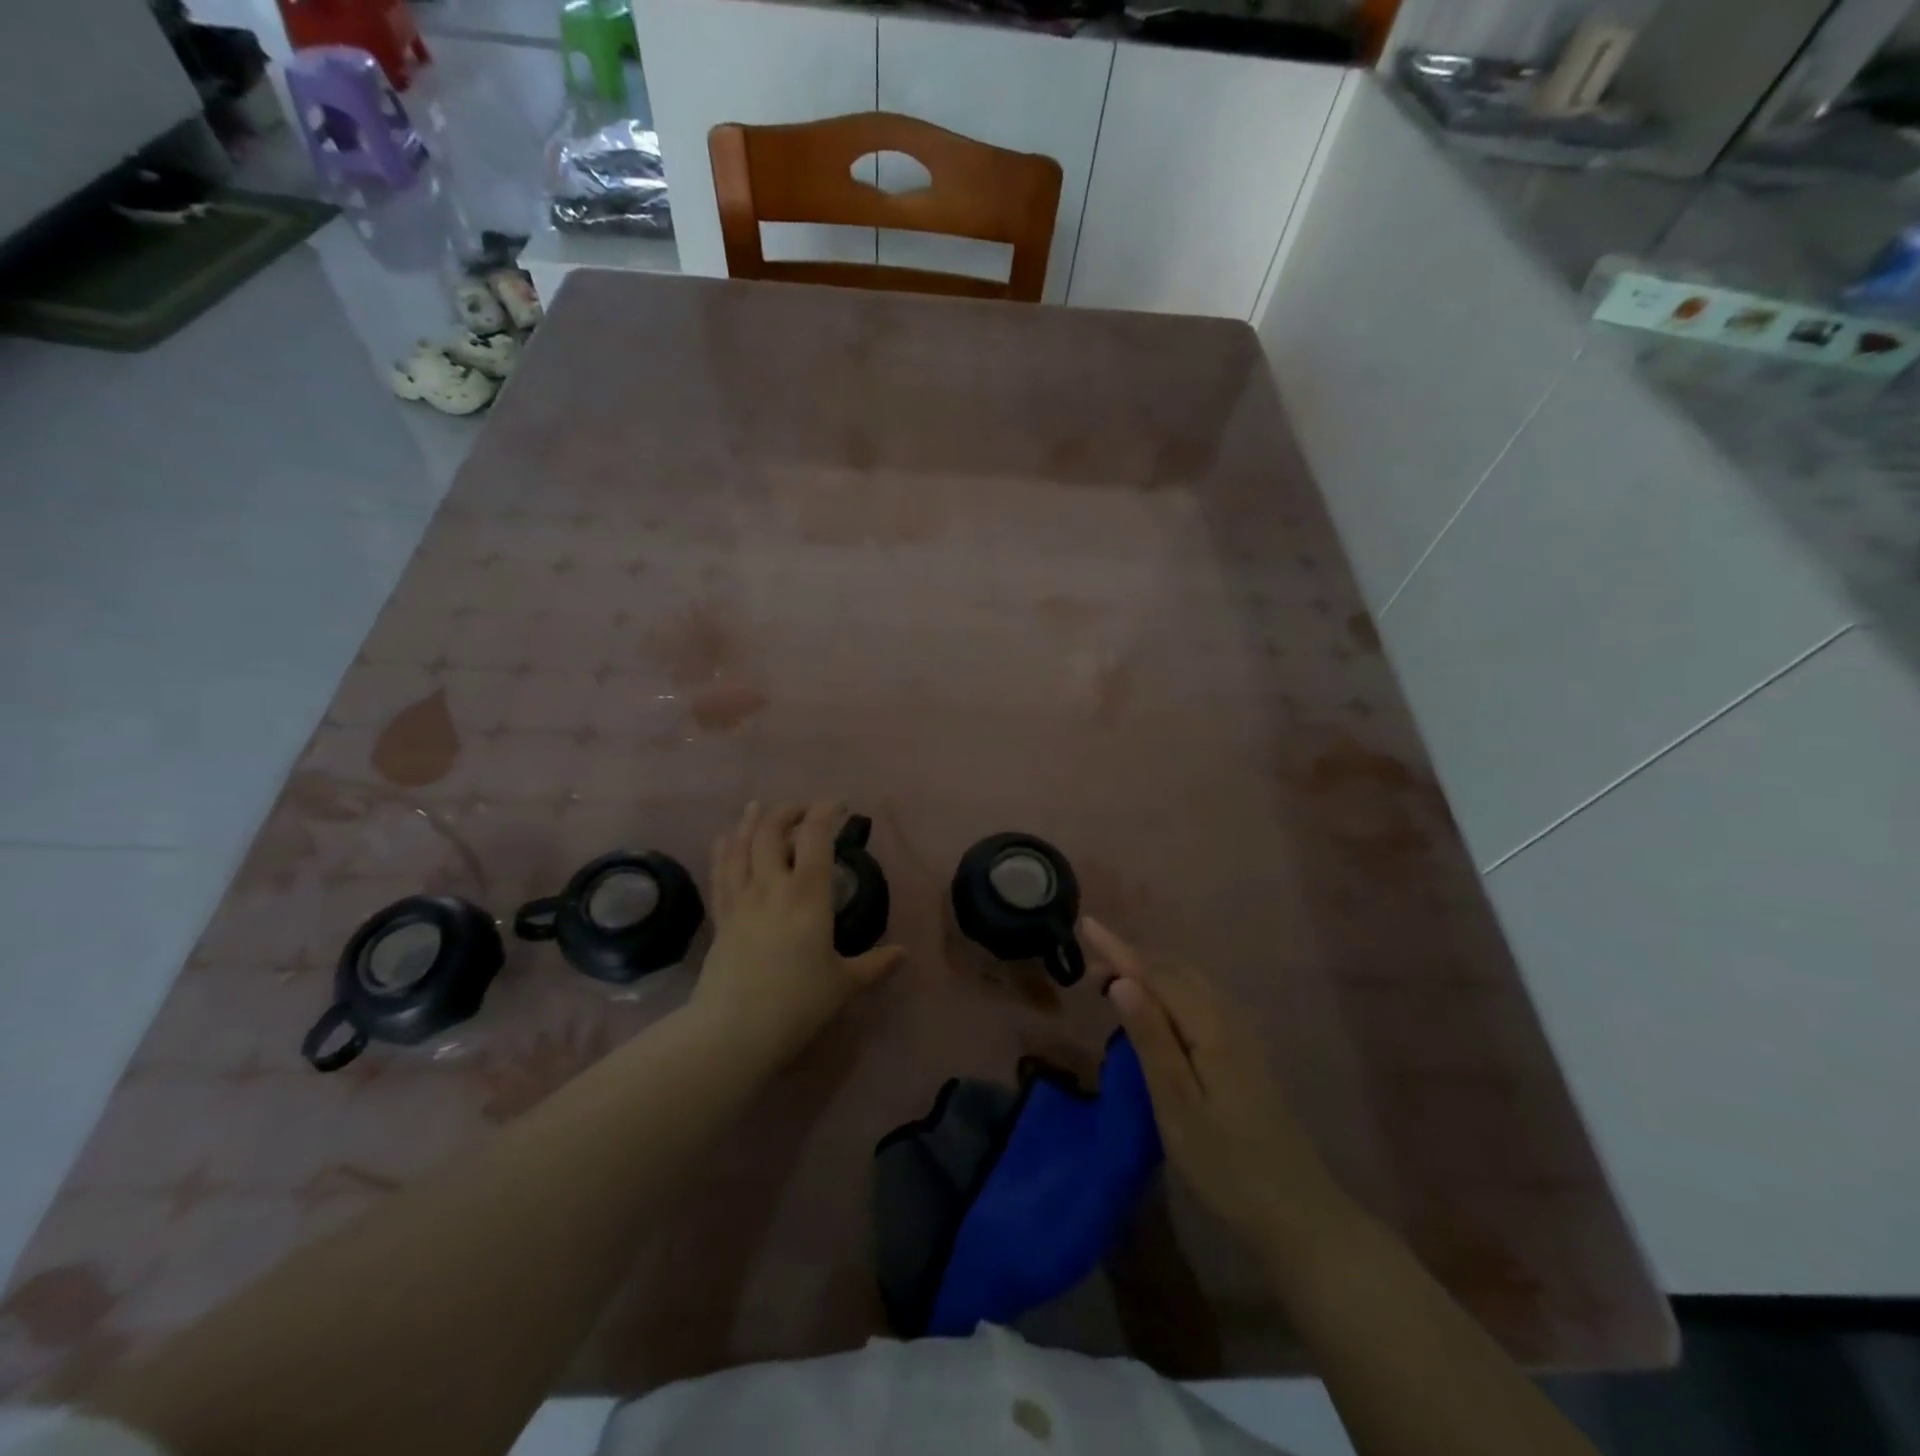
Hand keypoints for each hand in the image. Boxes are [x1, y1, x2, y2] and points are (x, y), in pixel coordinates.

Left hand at [690, 801, 905, 1065]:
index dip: (825, 812)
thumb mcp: (844, 985)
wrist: (734, 1031)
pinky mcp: (721, 917)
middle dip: (788, 812)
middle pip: (771, 832)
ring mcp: (741, 900)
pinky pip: (719, 872)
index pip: (815, 838)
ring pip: (740, 845)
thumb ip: (875, 965)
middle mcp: (771, 887)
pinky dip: (723, 849)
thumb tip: (903, 954)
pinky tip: (724, 838)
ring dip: (751, 821)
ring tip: (758, 807)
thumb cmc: (797, 1004)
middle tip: (803, 810)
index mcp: (807, 896)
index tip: (838, 806)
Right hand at [1084, 917, 1351, 1260]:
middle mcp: (1230, 1019)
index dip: (1119, 949)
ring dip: (1151, 973)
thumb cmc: (1228, 1166)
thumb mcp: (1177, 1105)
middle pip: (1175, 970)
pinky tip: (1159, 1011)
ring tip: (1116, 984)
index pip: (1156, 973)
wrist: (1299, 1215)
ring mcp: (1243, 1035)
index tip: (1085, 924)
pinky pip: (1201, 999)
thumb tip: (1123, 981)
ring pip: (1190, 983)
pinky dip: (1171, 990)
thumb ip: (1151, 1039)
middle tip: (1091, 971)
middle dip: (1132, 960)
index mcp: (1211, 1028)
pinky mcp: (1246, 1053)